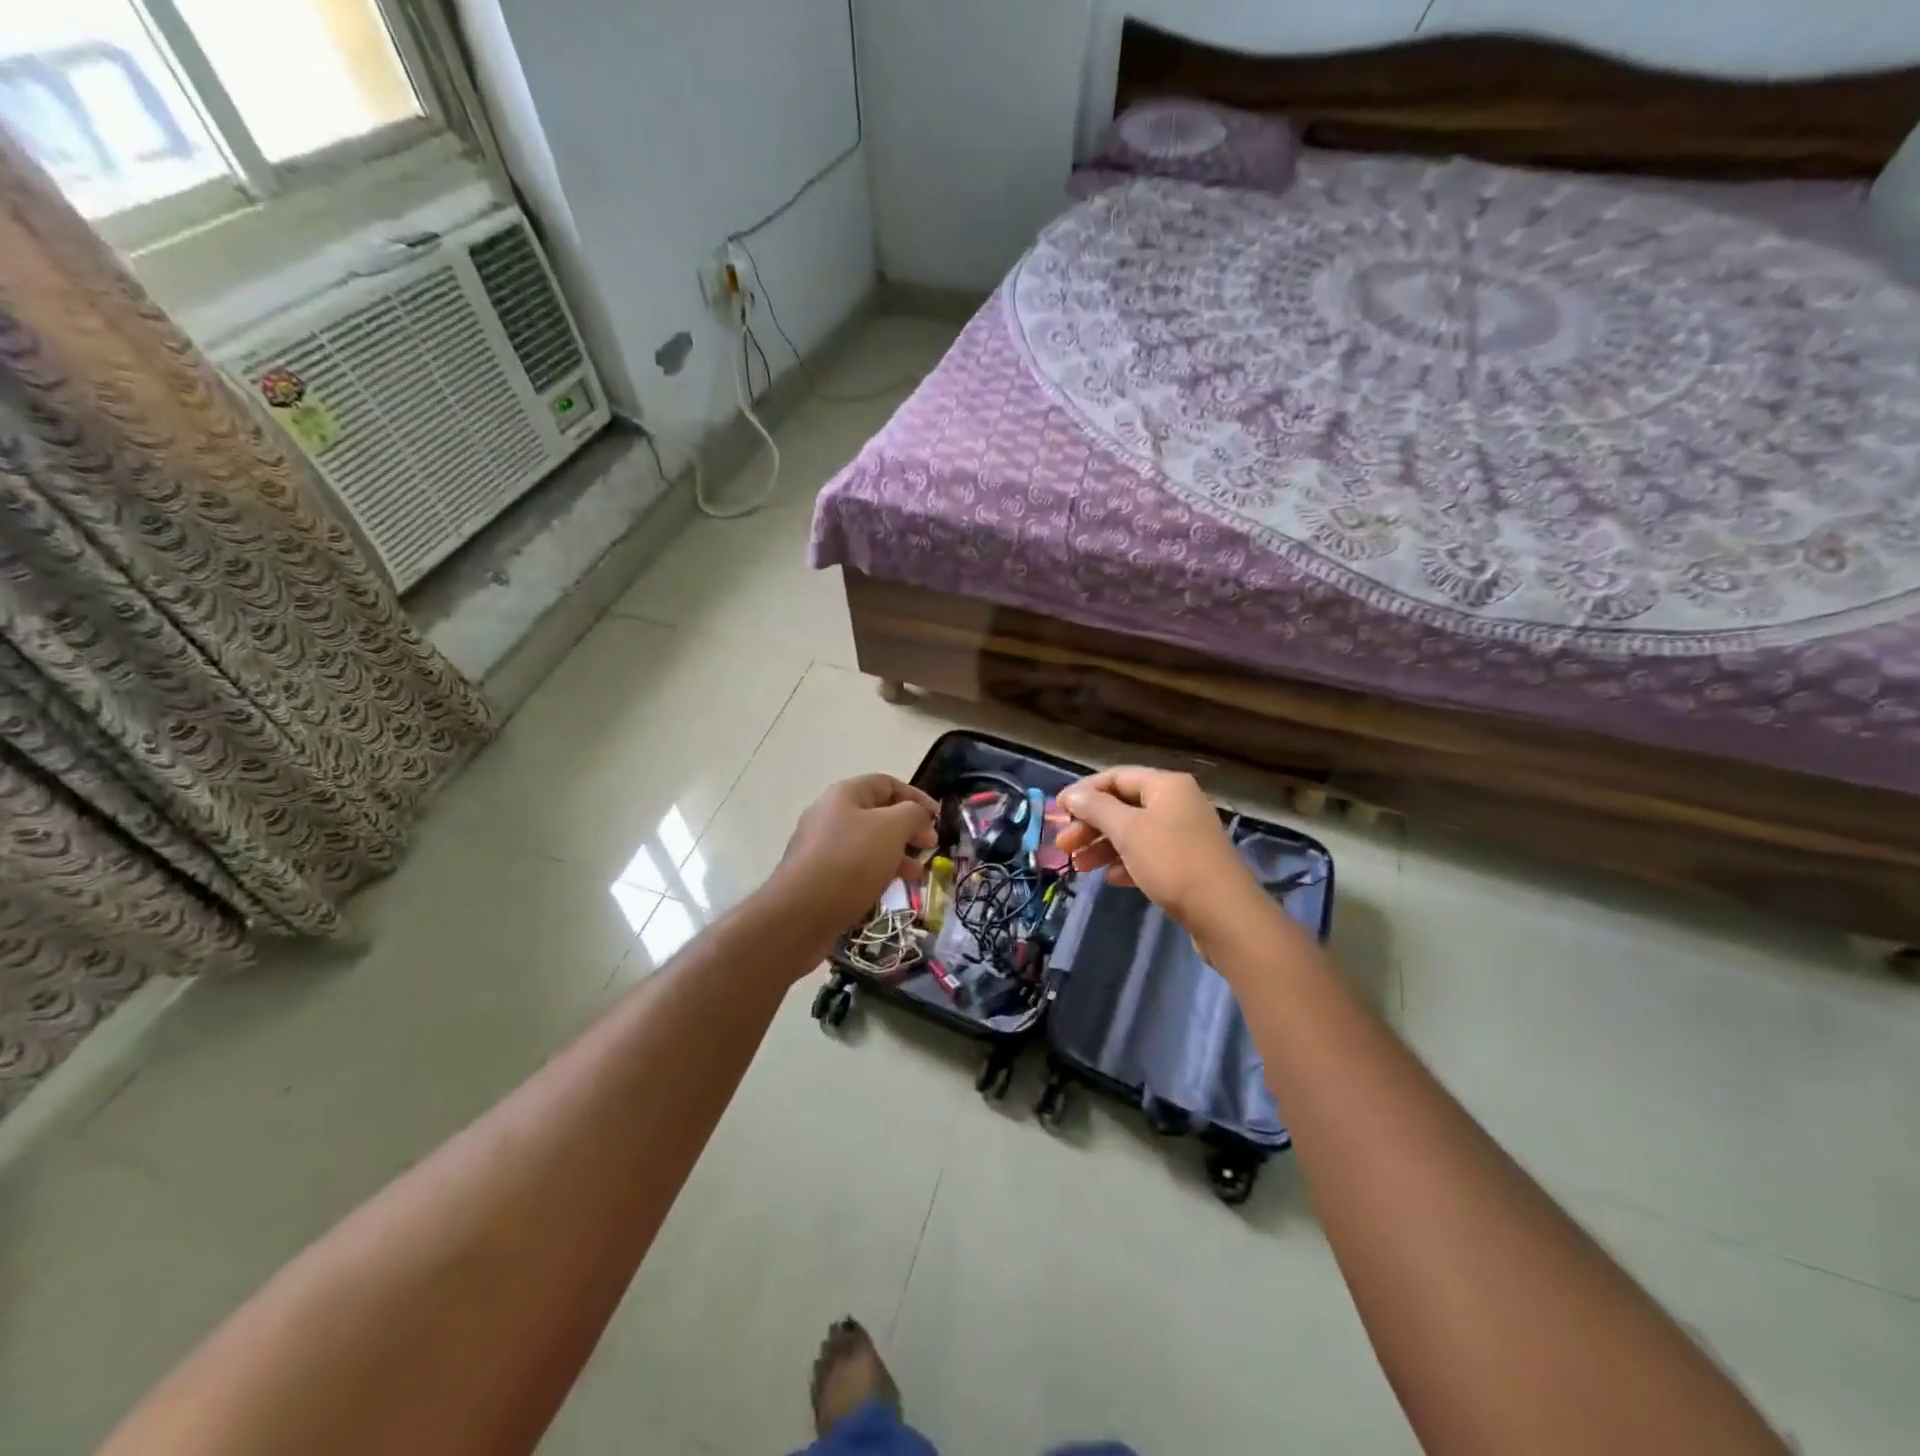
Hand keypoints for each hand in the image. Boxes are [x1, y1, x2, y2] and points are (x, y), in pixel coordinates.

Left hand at [769, 774, 938, 941]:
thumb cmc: (851, 862)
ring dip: (897, 853)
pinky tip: (891, 887)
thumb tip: (918, 816)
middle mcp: (830, 814)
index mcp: (845, 794)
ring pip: (868, 842)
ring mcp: (820, 846)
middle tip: (930, 847)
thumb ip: (913, 814)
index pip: (888, 783)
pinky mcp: (817, 875)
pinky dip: (877, 871)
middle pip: (878, 813)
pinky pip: (855, 865)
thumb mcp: (892, 829)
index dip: (917, 797)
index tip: (939, 818)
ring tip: (916, 872)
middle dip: (908, 828)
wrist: (799, 914)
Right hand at [1056, 767, 1259, 929]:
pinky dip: (1126, 862)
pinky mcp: (1187, 862)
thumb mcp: (1128, 831)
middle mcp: (1177, 803)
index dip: (1083, 791)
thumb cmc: (1172, 863)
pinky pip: (1148, 854)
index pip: (1116, 777)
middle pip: (1123, 805)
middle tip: (1063, 845)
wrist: (1224, 914)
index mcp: (1166, 786)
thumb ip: (1096, 809)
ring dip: (1103, 846)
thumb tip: (1072, 795)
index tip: (1057, 811)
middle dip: (1090, 824)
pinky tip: (1110, 878)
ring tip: (1078, 866)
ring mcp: (1184, 833)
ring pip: (1133, 832)